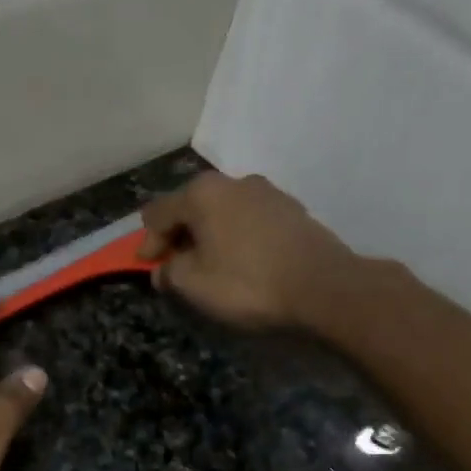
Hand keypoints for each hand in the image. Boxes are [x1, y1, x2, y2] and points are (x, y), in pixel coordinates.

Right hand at [137, 172, 356, 329]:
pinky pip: (248, 220)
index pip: (158, 213)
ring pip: (222, 212)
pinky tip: (241, 261)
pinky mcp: (291, 210)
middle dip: (178, 235)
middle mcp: (234, 182)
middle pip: (191, 206)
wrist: (323, 288)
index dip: (148, 242)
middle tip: (175, 266)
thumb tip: (164, 269)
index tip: (147, 267)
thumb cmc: (248, 284)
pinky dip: (235, 237)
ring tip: (208, 264)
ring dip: (209, 235)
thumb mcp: (194, 285)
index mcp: (202, 193)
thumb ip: (170, 272)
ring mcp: (267, 192)